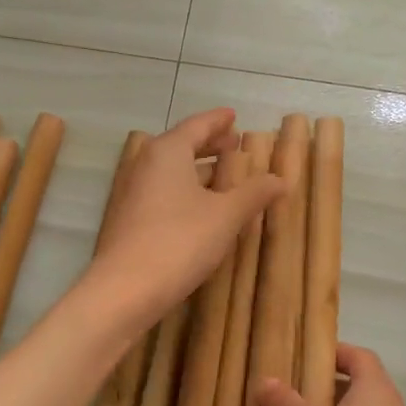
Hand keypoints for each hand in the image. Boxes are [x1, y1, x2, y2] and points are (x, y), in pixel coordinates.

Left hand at [89, 109, 284, 328]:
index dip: (218, 121)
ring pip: (171, 170)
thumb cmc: (180, 241)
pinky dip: (185, 189)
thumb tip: (281, 179)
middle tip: (233, 143)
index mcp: (168, 151)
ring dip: (197, 169)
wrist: (124, 289)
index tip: (233, 115)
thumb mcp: (226, 216)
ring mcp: (133, 192)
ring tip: (223, 174)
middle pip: (181, 145)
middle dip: (208, 144)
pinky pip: (163, 191)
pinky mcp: (129, 218)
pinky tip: (201, 207)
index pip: (197, 125)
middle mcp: (146, 164)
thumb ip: (254, 194)